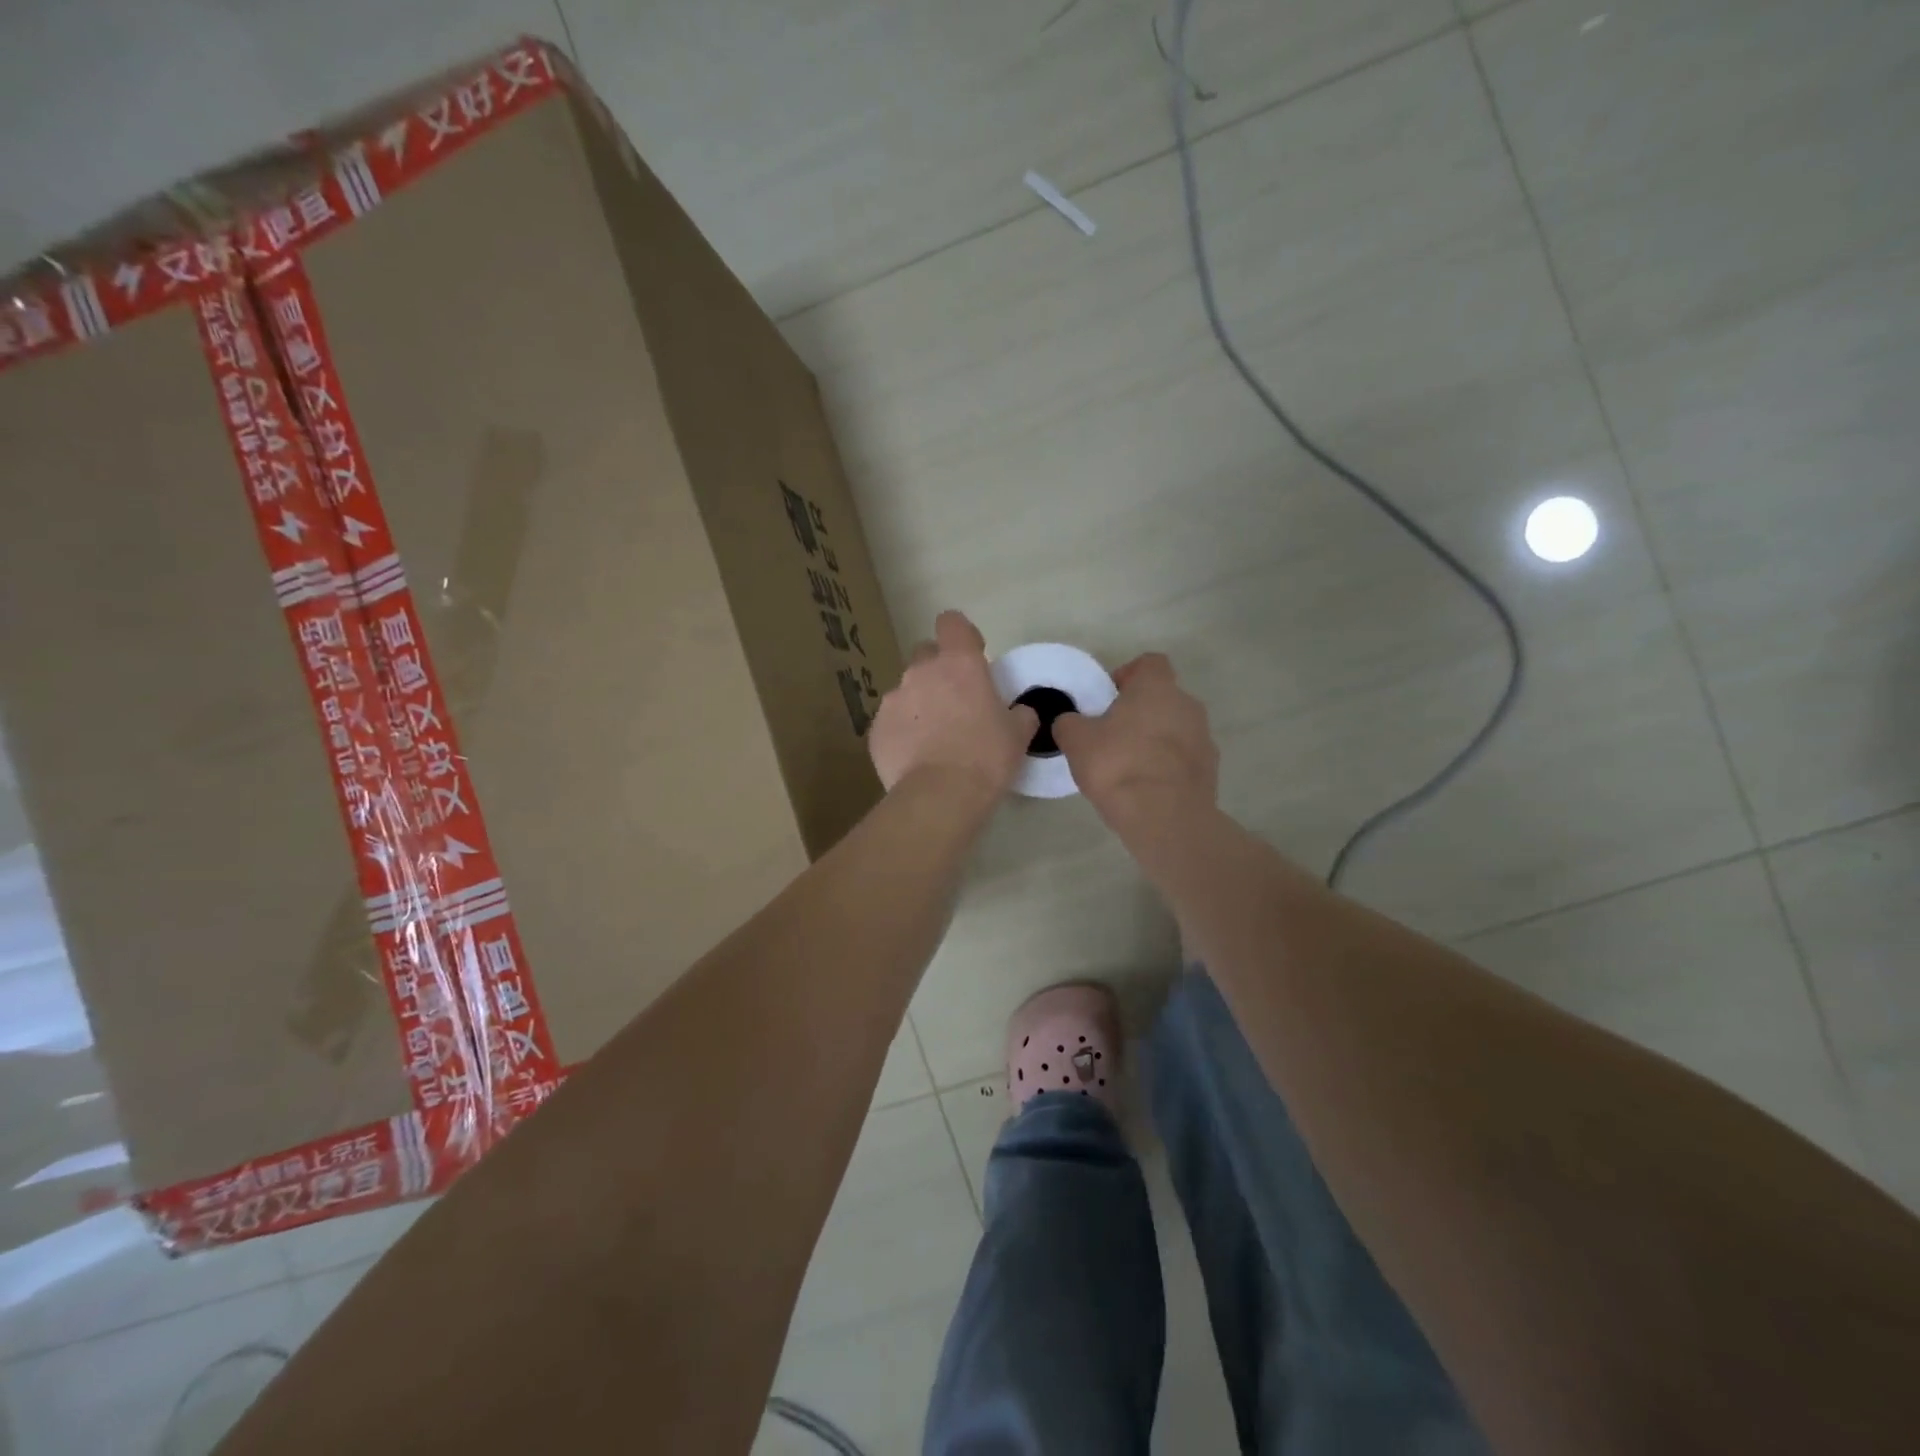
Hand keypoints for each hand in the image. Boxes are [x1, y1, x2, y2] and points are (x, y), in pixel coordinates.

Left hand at [869, 611, 1038, 798]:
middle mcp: (921, 672)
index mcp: (959, 664)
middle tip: (956, 701)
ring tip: (935, 738)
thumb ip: (1020, 714)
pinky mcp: (876, 729)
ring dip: (920, 704)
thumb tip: (1020, 712)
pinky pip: (892, 722)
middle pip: (925, 654)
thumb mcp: (1018, 735)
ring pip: (907, 691)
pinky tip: (916, 758)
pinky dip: (903, 732)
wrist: (939, 796)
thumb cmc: (986, 757)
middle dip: (938, 670)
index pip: (952, 623)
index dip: (962, 635)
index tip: (973, 654)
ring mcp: (893, 700)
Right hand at [1053, 654, 1217, 827]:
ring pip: (1176, 728)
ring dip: (1156, 739)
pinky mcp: (1210, 770)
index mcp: (1156, 688)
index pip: (1149, 663)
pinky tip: (1147, 787)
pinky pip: (1185, 758)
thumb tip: (1070, 721)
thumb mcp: (1076, 741)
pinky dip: (1168, 766)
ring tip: (1129, 766)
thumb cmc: (1118, 765)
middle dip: (1140, 711)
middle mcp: (1187, 704)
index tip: (1108, 698)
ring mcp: (1204, 738)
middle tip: (1113, 735)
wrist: (1164, 817)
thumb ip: (1069, 723)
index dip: (1128, 675)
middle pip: (1163, 697)